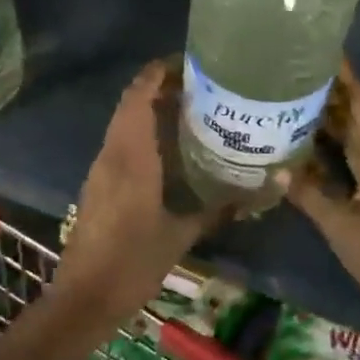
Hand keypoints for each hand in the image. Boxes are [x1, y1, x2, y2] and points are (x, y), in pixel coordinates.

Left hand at [57, 59, 229, 323]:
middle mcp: (112, 152)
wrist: (84, 296)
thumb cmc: (134, 262)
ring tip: (190, 110)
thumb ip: (224, 206)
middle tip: (200, 86)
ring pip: (123, 122)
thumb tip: (275, 183)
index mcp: (131, 154)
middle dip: (160, 87)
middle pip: (130, 103)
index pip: (139, 94)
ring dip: (149, 108)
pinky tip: (168, 148)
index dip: (158, 71)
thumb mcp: (183, 233)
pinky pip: (120, 142)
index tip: (190, 62)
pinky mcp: (98, 183)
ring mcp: (100, 168)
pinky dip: (141, 131)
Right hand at [285, 65, 359, 336]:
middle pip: (357, 116)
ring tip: (292, 101)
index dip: (346, 76)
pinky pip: (351, 163)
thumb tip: (276, 169)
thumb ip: (310, 195)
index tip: (322, 51)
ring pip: (353, 140)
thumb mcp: (343, 226)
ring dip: (328, 122)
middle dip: (330, 93)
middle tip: (293, 73)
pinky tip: (303, 151)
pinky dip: (329, 152)